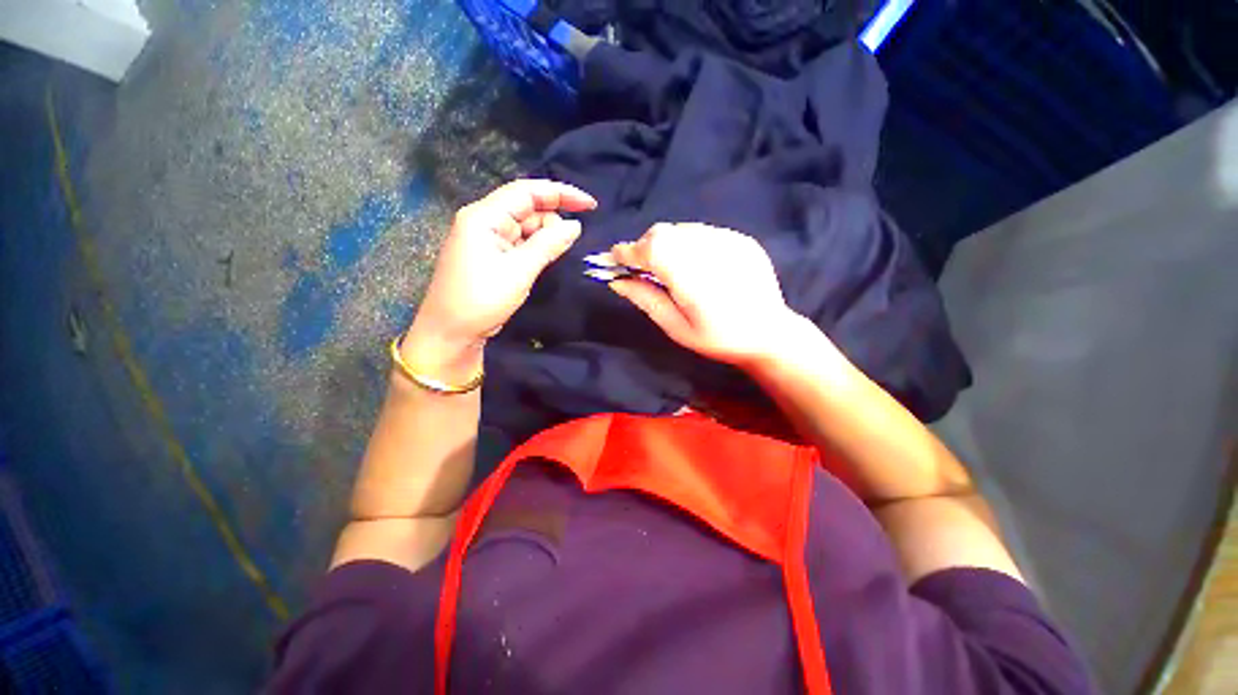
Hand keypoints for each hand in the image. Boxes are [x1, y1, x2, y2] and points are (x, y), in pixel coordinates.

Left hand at [404, 180, 596, 377]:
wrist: (450, 333)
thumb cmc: (482, 300)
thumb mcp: (519, 271)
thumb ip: (548, 244)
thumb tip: (575, 225)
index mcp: (484, 216)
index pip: (526, 191)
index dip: (561, 193)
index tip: (590, 205)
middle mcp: (484, 220)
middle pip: (526, 208)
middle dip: (552, 220)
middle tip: (570, 243)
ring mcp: (486, 238)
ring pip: (524, 226)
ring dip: (544, 236)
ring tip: (556, 256)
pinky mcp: (491, 255)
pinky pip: (519, 242)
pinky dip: (535, 248)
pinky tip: (545, 257)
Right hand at [607, 223, 800, 367]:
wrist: (770, 333)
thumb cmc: (717, 338)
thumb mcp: (676, 328)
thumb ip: (646, 299)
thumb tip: (616, 281)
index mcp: (692, 278)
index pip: (650, 249)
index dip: (627, 252)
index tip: (614, 260)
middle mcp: (710, 251)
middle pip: (663, 233)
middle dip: (646, 247)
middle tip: (644, 270)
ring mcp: (729, 240)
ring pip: (682, 229)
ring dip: (667, 244)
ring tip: (671, 268)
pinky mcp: (741, 238)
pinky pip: (703, 232)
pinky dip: (689, 243)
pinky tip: (696, 264)